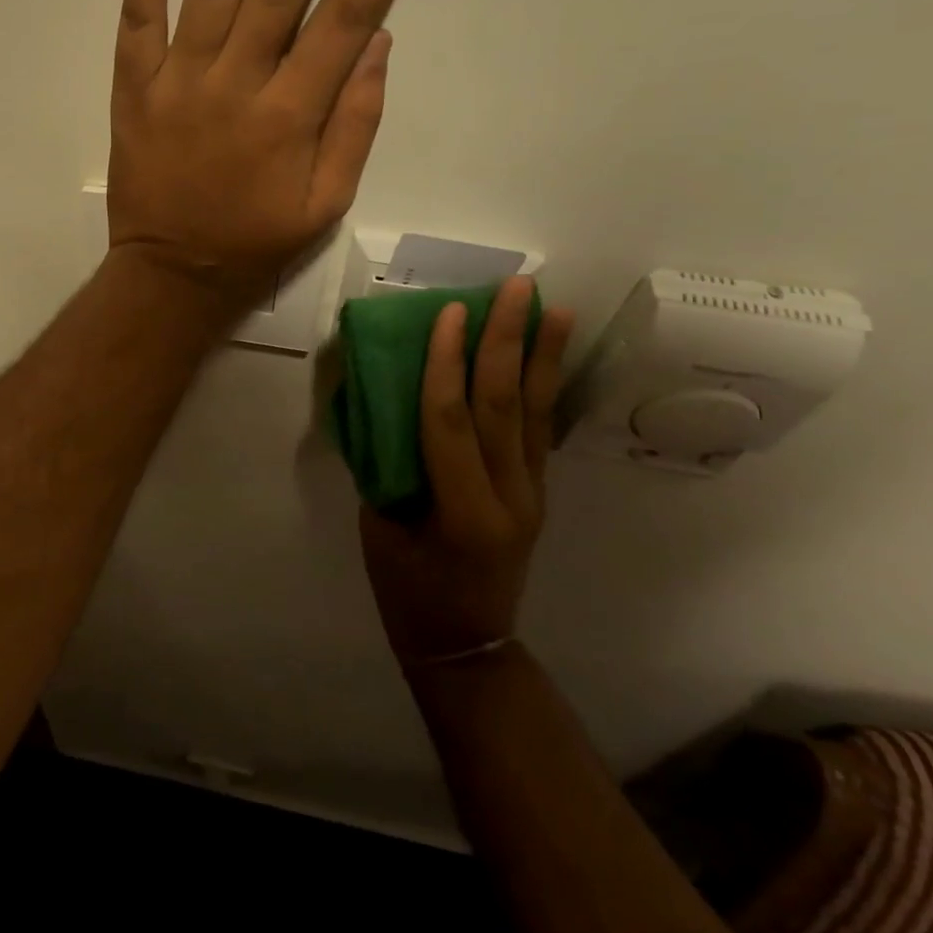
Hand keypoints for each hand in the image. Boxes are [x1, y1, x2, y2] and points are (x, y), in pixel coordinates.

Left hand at [106, 0, 446, 312]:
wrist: (171, 277)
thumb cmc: (255, 245)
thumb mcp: (325, 205)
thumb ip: (355, 126)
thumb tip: (375, 41)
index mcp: (294, 115)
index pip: (350, 11)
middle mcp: (239, 84)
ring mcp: (180, 81)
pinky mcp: (134, 88)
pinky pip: (137, 21)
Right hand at [359, 277, 575, 665]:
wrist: (467, 646)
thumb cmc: (408, 592)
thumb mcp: (380, 530)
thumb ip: (386, 464)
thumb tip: (381, 402)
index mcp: (461, 511)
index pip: (450, 421)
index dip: (447, 363)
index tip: (450, 311)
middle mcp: (508, 497)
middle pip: (504, 406)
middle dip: (508, 341)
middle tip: (516, 287)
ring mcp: (531, 494)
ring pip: (534, 412)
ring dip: (541, 355)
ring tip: (553, 306)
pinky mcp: (536, 492)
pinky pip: (537, 429)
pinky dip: (541, 385)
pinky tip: (546, 354)